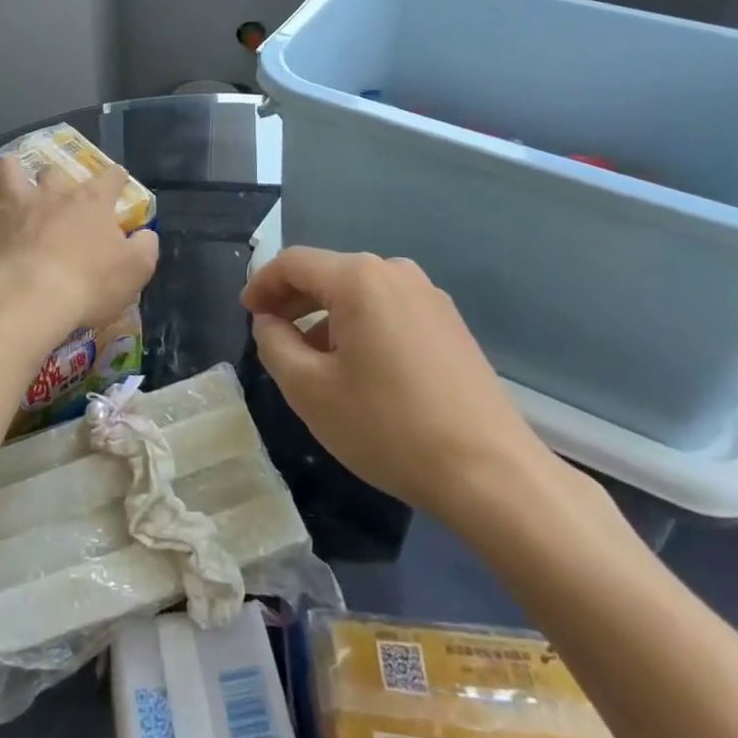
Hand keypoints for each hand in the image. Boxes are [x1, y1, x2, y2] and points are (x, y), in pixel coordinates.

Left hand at [0, 157, 158, 362]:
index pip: (111, 176)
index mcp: (92, 200)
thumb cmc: (88, 283)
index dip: (116, 178)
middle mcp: (53, 192)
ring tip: (11, 188)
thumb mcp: (135, 270)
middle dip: (56, 179)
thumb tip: (145, 234)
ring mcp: (16, 204)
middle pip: (53, 170)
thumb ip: (145, 247)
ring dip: (10, 175)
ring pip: (8, 170)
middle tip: (57, 196)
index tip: (117, 183)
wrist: (29, 298)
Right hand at [242, 247, 573, 538]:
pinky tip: (358, 368)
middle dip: (293, 300)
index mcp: (359, 278)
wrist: (492, 474)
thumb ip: (274, 345)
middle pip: (329, 273)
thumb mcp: (310, 390)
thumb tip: (269, 322)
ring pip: (360, 294)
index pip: (294, 263)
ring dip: (326, 317)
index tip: (245, 312)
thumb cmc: (389, 427)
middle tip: (270, 334)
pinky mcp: (450, 324)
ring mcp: (429, 297)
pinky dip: (360, 327)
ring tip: (311, 359)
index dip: (262, 284)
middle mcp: (395, 272)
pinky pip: (389, 310)